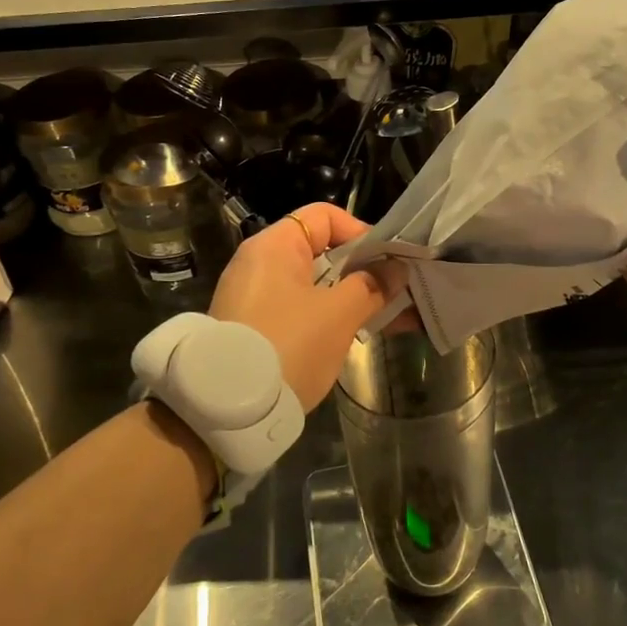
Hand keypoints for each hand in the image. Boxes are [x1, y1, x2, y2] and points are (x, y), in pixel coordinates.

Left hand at [209, 204, 403, 407]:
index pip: (324, 217)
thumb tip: (394, 270)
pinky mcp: (256, 328)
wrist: (228, 409)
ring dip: (352, 297)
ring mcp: (255, 298)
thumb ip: (371, 286)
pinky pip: (302, 310)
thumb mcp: (338, 314)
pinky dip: (330, 317)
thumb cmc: (288, 345)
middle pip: (322, 252)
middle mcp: (260, 264)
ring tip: (390, 318)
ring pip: (315, 286)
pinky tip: (360, 335)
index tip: (387, 261)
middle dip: (364, 270)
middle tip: (397, 291)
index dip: (361, 232)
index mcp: (274, 246)